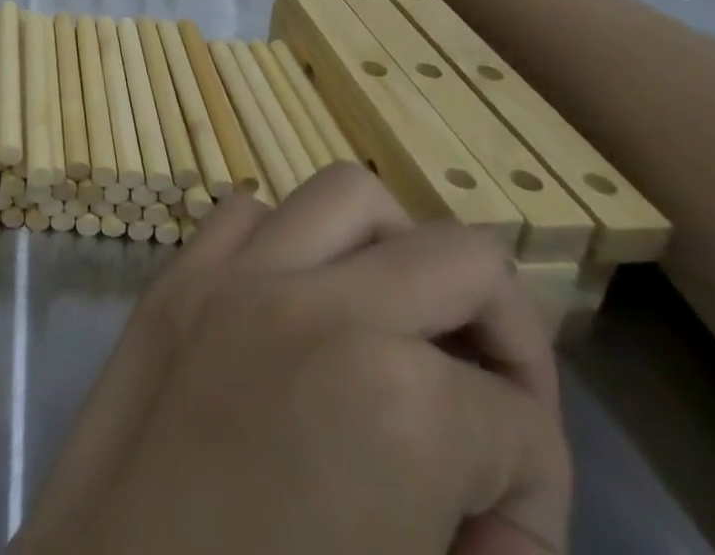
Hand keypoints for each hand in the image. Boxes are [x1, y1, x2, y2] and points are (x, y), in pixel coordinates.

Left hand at [15, 165, 569, 554]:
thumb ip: (495, 552)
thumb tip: (501, 511)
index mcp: (398, 402)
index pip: (525, 424)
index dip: (540, 499)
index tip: (499, 544)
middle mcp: (319, 307)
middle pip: (462, 258)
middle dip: (507, 335)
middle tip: (493, 406)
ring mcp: (235, 277)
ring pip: (349, 195)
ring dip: (397, 249)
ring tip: (402, 321)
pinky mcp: (175, 278)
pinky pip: (247, 213)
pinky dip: (290, 240)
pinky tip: (297, 302)